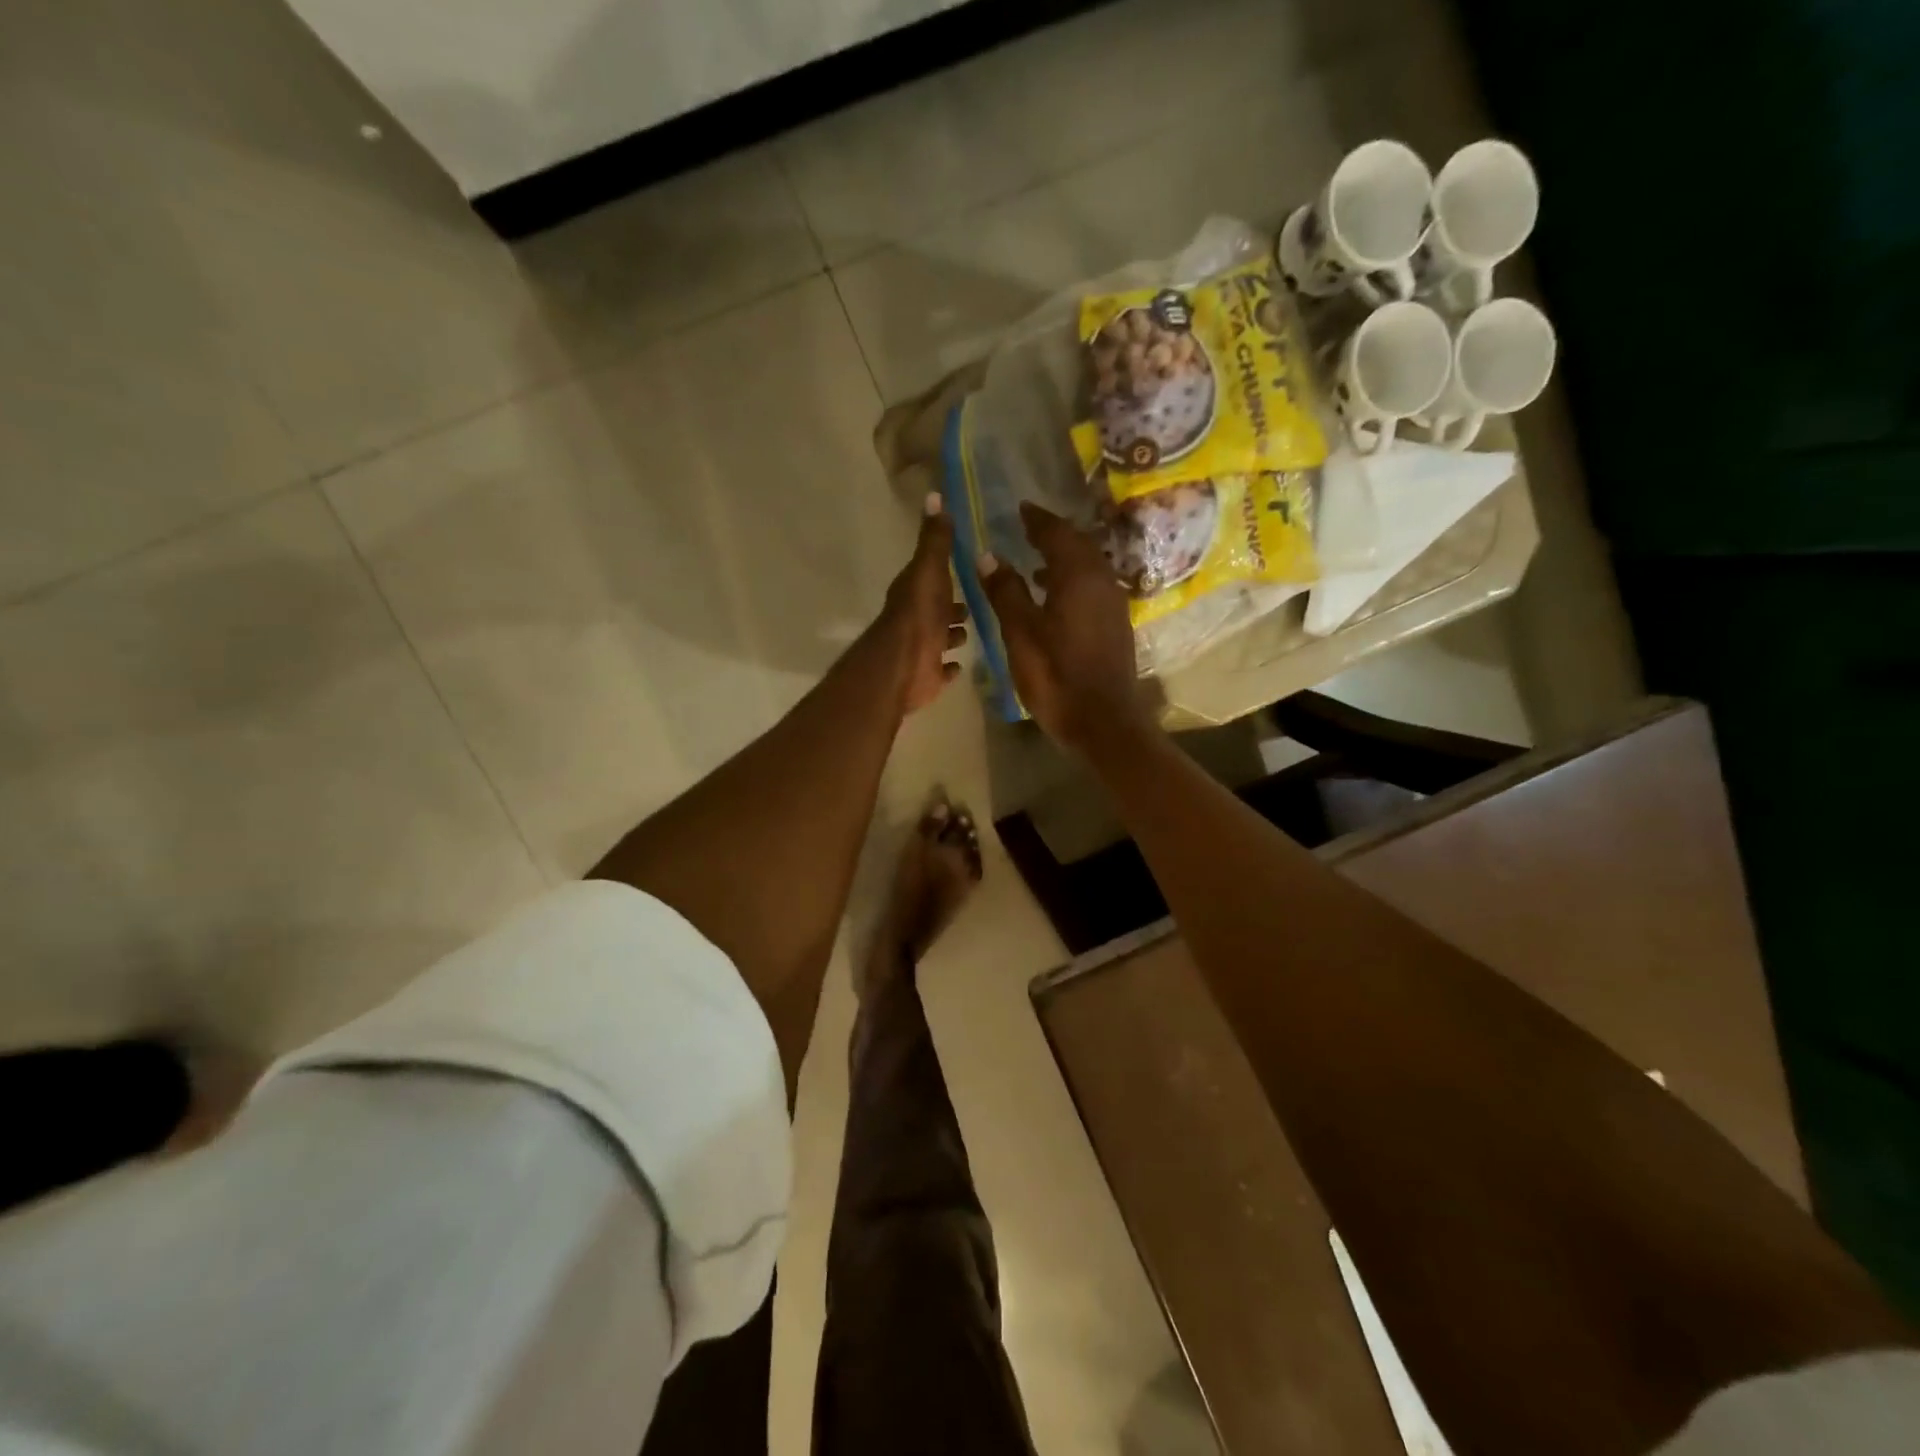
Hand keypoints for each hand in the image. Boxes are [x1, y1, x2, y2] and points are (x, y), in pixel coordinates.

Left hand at [878, 493, 967, 713]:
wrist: (903, 665)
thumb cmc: (919, 614)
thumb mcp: (930, 570)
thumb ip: (935, 539)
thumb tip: (934, 495)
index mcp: (915, 592)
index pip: (932, 576)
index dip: (947, 572)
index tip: (969, 566)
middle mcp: (916, 619)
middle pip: (939, 609)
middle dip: (955, 607)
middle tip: (978, 603)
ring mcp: (922, 649)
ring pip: (941, 638)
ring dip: (953, 635)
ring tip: (973, 631)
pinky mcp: (928, 676)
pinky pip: (942, 670)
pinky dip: (949, 668)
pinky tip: (960, 666)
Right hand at [979, 502, 1153, 751]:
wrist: (1103, 721)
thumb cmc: (1056, 676)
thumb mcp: (1021, 633)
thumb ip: (1005, 591)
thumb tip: (988, 555)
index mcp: (1078, 576)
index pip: (1057, 533)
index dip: (1037, 519)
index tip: (1020, 509)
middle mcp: (1102, 580)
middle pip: (1078, 544)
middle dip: (1053, 533)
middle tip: (1027, 528)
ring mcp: (1114, 602)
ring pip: (1088, 565)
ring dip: (1064, 557)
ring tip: (1035, 561)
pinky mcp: (1116, 623)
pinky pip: (1094, 585)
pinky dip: (1073, 579)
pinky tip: (1055, 596)